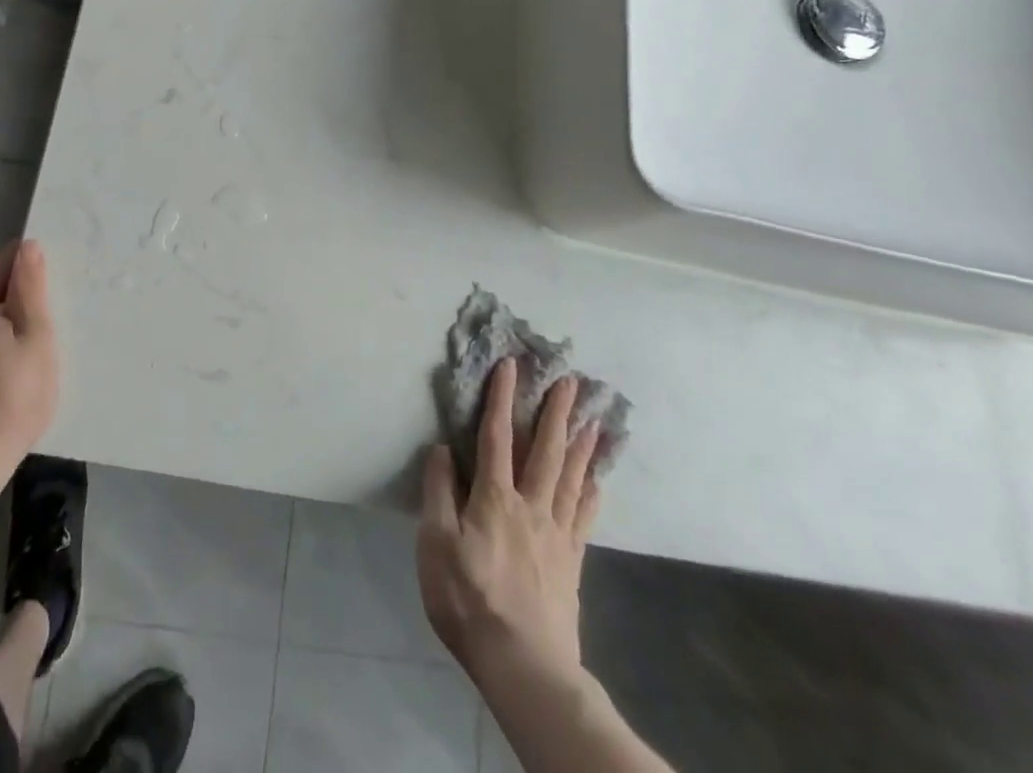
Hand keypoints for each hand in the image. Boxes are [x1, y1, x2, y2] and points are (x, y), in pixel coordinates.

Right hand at [416, 358, 602, 691]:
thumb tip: (442, 449)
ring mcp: (556, 534)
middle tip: (571, 382)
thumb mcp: (435, 544)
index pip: (496, 436)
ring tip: (593, 419)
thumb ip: (438, 492)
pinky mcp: (571, 562)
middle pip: (545, 450)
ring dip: (581, 445)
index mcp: (494, 498)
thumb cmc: (469, 600)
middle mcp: (530, 505)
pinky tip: (597, 481)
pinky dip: (590, 493)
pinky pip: (583, 517)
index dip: (502, 398)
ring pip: (570, 478)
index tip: (510, 365)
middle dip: (556, 412)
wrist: (524, 666)